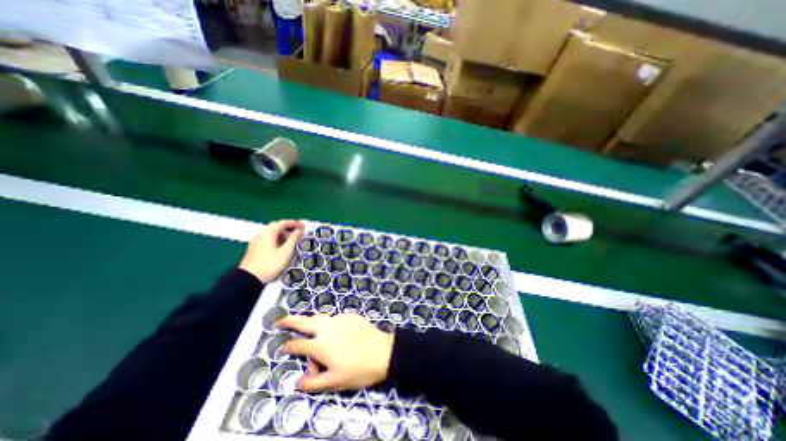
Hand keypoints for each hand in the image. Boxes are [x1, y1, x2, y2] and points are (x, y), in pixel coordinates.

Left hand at [238, 219, 300, 282]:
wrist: (248, 279)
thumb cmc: (270, 264)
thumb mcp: (286, 251)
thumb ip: (293, 239)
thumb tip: (299, 230)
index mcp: (268, 233)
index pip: (282, 223)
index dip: (294, 223)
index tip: (303, 226)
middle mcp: (261, 234)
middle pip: (276, 227)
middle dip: (289, 228)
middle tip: (299, 233)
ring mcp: (256, 242)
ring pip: (272, 234)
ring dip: (283, 235)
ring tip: (293, 241)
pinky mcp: (255, 249)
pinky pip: (268, 240)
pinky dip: (277, 240)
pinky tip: (283, 247)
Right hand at [279, 314, 396, 392]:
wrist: (382, 352)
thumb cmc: (358, 370)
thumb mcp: (334, 382)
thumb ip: (313, 383)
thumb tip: (297, 382)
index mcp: (320, 345)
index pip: (297, 344)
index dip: (287, 346)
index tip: (282, 347)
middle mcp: (327, 328)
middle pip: (303, 321)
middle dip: (289, 321)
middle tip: (280, 321)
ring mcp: (339, 319)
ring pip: (320, 316)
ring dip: (309, 319)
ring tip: (305, 323)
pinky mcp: (350, 315)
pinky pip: (335, 317)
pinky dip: (328, 322)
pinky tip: (333, 328)